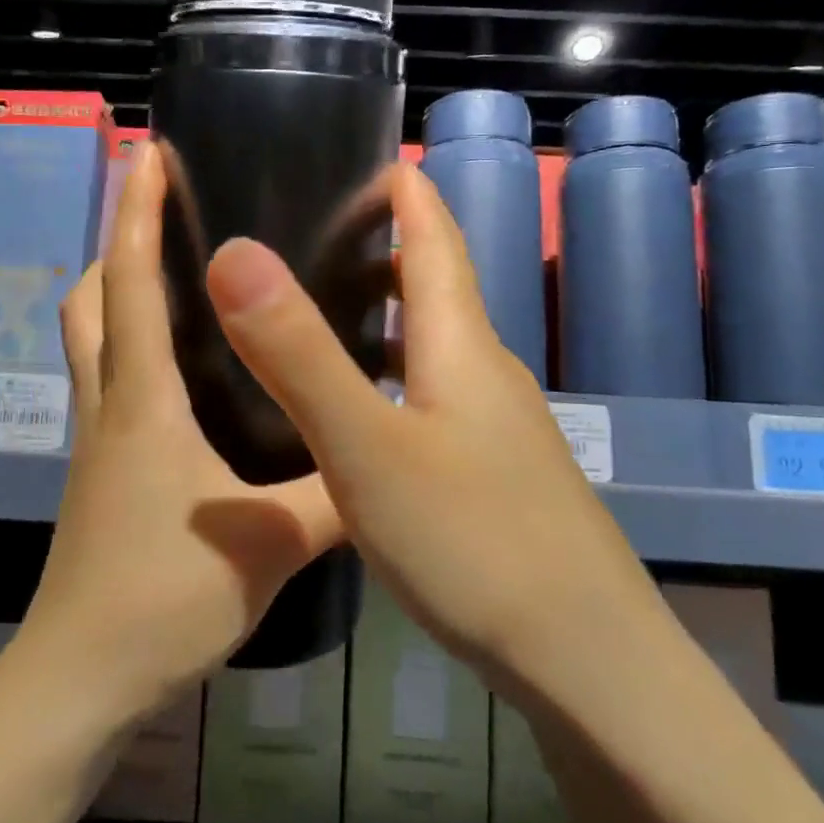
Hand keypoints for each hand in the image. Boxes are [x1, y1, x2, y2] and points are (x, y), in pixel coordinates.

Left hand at [15, 142, 342, 724]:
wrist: (81, 680)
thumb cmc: (165, 598)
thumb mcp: (271, 543)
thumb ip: (336, 495)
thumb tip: (388, 452)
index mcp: (143, 402)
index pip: (133, 284)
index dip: (139, 214)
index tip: (150, 155)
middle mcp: (109, 406)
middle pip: (91, 301)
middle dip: (119, 245)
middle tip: (168, 215)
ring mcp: (95, 442)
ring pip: (91, 342)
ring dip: (118, 295)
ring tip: (177, 278)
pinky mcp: (100, 475)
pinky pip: (108, 384)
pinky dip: (131, 351)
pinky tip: (182, 374)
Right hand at [204, 162, 661, 690]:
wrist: (588, 664)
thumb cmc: (475, 542)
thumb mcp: (366, 447)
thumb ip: (299, 353)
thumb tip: (235, 252)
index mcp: (461, 347)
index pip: (436, 238)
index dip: (405, 192)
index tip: (360, 158)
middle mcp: (485, 374)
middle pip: (437, 288)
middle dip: (385, 248)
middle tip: (309, 237)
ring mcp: (497, 429)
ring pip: (434, 347)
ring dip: (385, 318)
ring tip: (318, 315)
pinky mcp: (496, 476)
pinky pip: (434, 398)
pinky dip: (392, 377)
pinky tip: (355, 413)